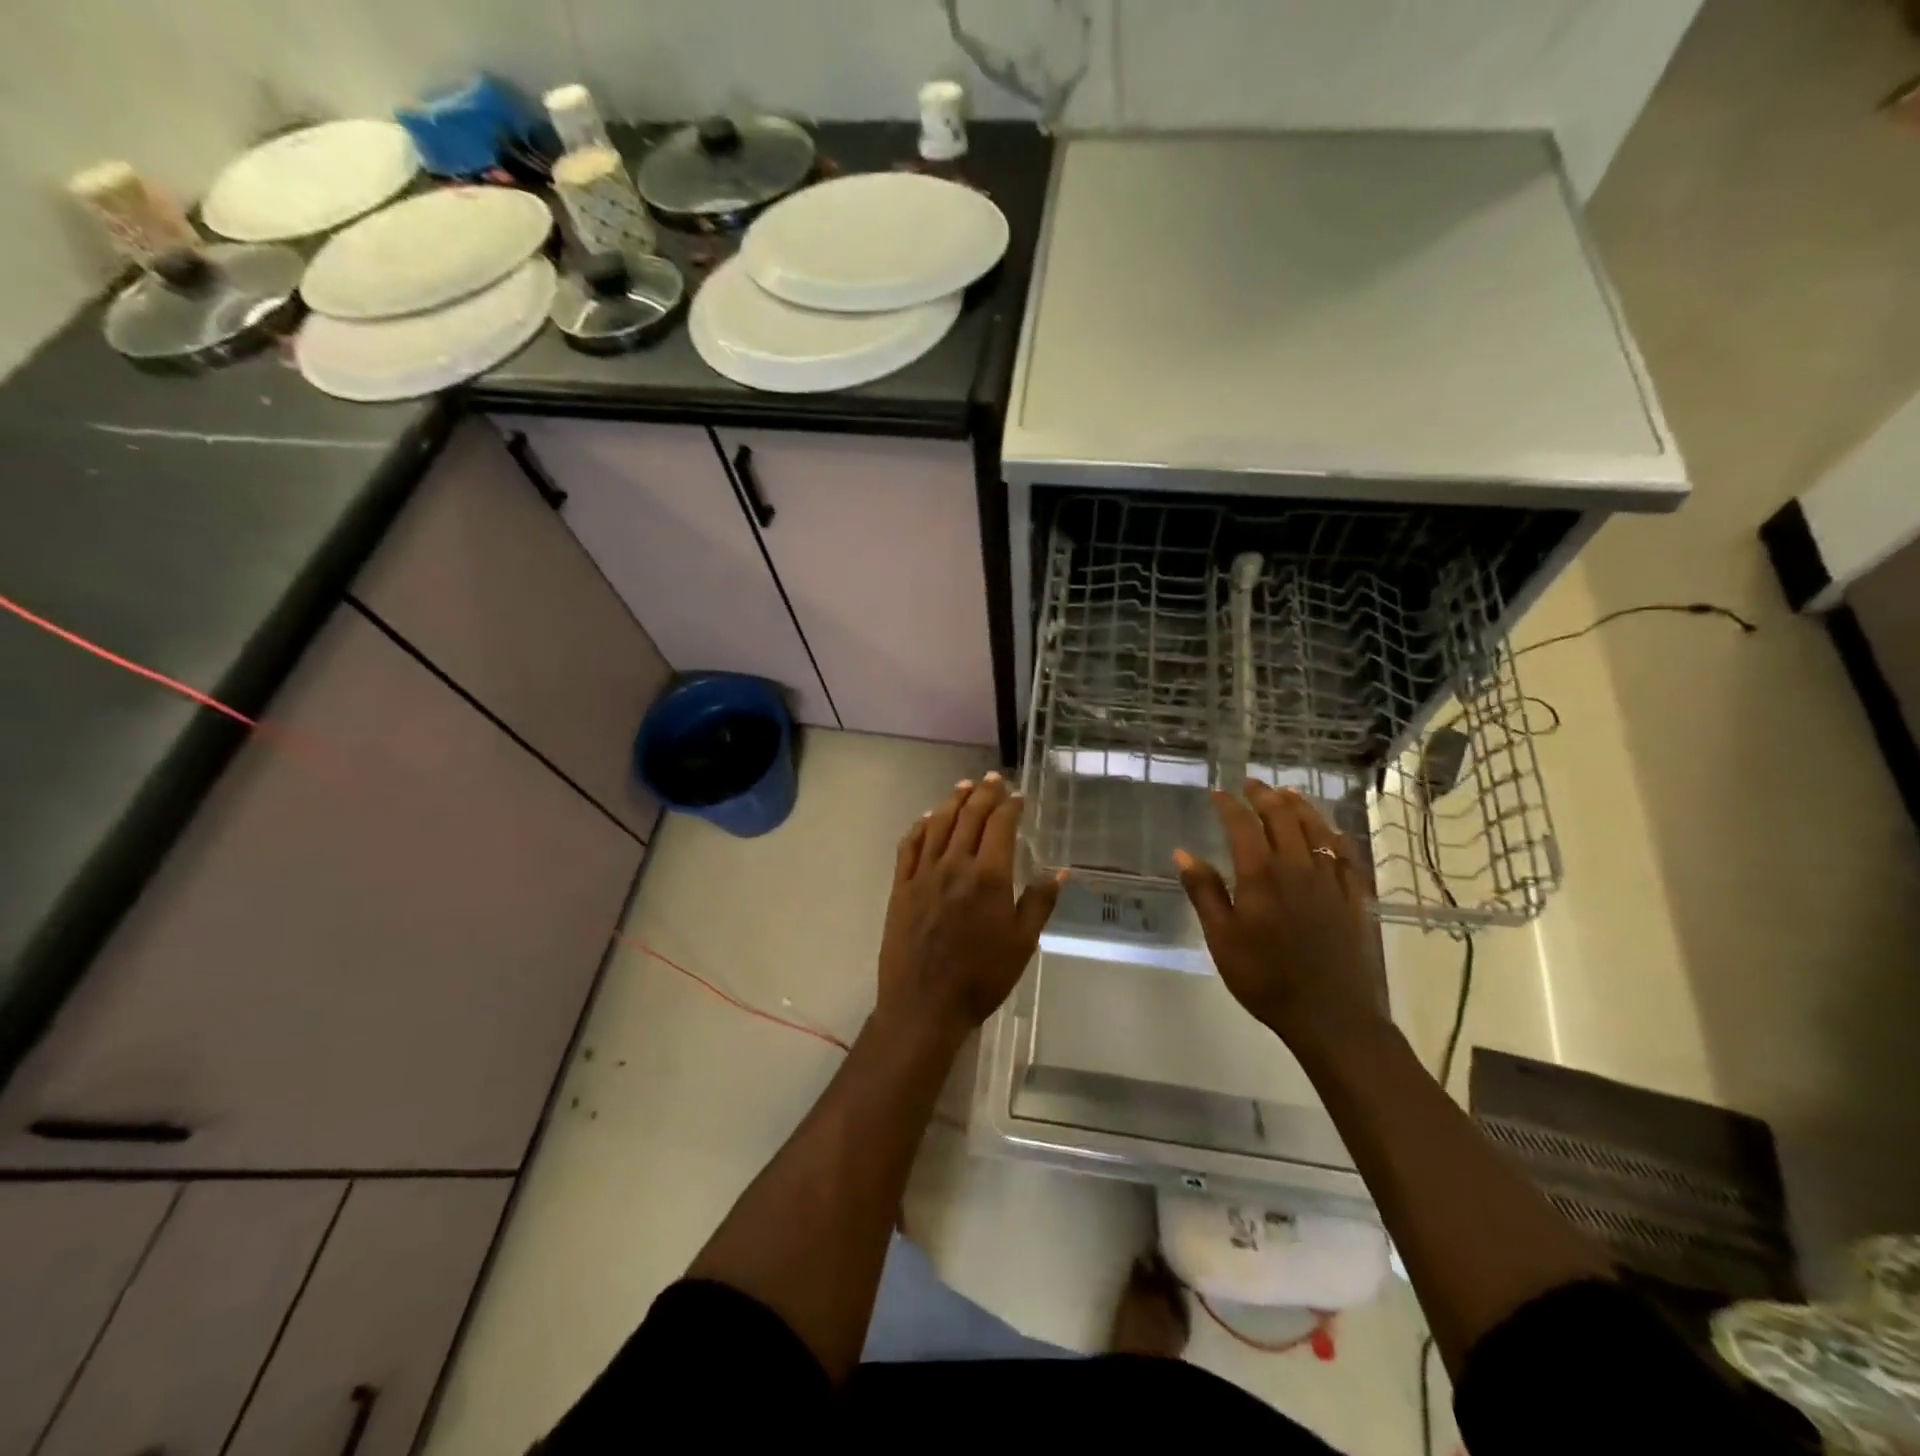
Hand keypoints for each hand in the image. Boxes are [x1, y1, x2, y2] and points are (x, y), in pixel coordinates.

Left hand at [876, 773, 1063, 1043]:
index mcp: (988, 877)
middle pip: (969, 817)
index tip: (1017, 795)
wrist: (924, 1004)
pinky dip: (920, 827)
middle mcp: (955, 865)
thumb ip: (1039, 903)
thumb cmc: (981, 978)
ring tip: (964, 786)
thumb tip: (1059, 871)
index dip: (1009, 806)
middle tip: (993, 779)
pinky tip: (927, 819)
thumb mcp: (1022, 944)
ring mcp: (923, 874)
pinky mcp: (901, 887)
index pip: (999, 826)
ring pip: (938, 825)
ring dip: (953, 801)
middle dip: (983, 794)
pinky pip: (909, 847)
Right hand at [1174, 780, 1385, 1044]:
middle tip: (1251, 784)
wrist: (1331, 1016)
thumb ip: (1204, 892)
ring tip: (1287, 793)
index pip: (1242, 825)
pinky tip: (1331, 831)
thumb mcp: (1221, 938)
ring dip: (1300, 806)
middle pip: (1283, 817)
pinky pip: (1346, 855)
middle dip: (1264, 796)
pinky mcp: (1354, 898)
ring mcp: (1331, 881)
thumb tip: (1183, 852)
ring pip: (1317, 829)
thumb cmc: (1265, 979)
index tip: (1217, 793)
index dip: (1228, 805)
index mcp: (1261, 875)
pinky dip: (1335, 835)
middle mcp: (1298, 867)